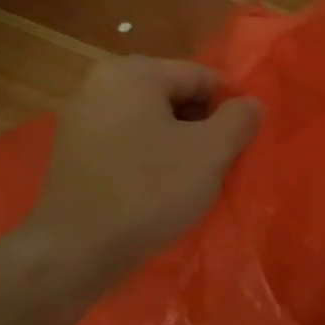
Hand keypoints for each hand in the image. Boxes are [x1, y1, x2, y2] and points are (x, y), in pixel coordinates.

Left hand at [12, 57, 259, 302]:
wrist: (75, 251)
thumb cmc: (149, 191)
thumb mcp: (211, 153)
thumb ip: (240, 119)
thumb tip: (251, 104)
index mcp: (134, 72)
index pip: (203, 78)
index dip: (228, 111)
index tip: (236, 148)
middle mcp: (101, 83)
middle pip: (175, 97)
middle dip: (201, 128)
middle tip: (214, 168)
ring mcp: (81, 117)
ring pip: (152, 123)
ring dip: (177, 146)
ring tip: (187, 183)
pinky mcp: (73, 151)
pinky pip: (127, 143)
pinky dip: (148, 160)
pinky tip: (156, 192)